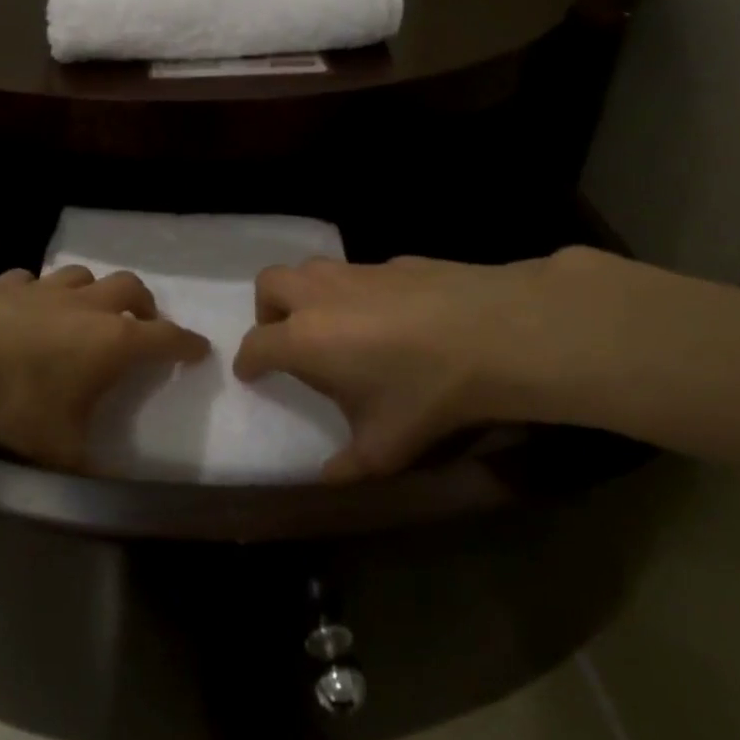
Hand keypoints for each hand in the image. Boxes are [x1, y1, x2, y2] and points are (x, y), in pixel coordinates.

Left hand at [0, 262, 208, 469]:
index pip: (166, 338)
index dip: (187, 343)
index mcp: (113, 342)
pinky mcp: (4, 282)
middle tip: (142, 324)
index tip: (200, 349)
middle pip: (131, 289)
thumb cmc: (12, 401)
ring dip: (94, 292)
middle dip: (144, 305)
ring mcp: (44, 288)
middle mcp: (86, 306)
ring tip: (88, 312)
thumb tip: (113, 495)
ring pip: (84, 276)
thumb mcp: (56, 451)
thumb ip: (89, 470)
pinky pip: (32, 281)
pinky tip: (25, 308)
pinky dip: (39, 293)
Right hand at [233, 249, 628, 480]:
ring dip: (306, 292)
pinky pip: (358, 271)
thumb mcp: (385, 447)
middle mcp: (320, 296)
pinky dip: (355, 291)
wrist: (491, 333)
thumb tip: (326, 478)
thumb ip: (347, 465)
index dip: (248, 361)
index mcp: (304, 339)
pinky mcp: (393, 261)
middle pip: (269, 284)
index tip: (252, 374)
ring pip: (310, 268)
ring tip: (331, 323)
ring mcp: (357, 272)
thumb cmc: (425, 393)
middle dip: (267, 310)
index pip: (256, 344)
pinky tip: (388, 316)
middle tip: (286, 337)